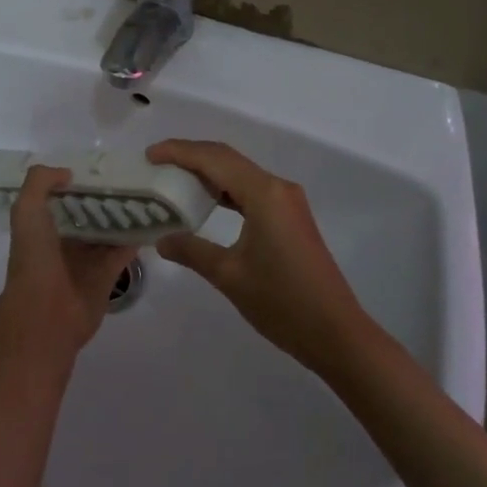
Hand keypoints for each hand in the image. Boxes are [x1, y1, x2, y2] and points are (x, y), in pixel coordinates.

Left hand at [0, 166, 137, 353]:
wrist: (46, 313)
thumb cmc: (34, 258)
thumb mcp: (26, 210)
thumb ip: (40, 182)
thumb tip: (68, 172)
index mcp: (43, 225)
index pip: (63, 196)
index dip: (77, 179)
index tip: (101, 162)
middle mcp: (66, 240)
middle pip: (89, 211)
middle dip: (105, 194)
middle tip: (131, 172)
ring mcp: (88, 258)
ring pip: (109, 229)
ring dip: (124, 213)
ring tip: (148, 188)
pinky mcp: (108, 274)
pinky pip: (125, 249)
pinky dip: (137, 236)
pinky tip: (153, 216)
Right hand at [148, 139, 368, 372]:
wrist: (337, 334)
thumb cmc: (282, 302)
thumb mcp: (229, 276)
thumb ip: (192, 251)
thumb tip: (162, 239)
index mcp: (264, 194)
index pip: (214, 159)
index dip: (179, 151)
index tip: (150, 154)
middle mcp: (278, 188)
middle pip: (228, 159)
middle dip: (191, 156)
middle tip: (157, 164)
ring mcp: (288, 202)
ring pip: (241, 173)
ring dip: (209, 173)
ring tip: (175, 180)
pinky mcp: (291, 217)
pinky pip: (252, 190)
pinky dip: (226, 190)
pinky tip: (207, 202)